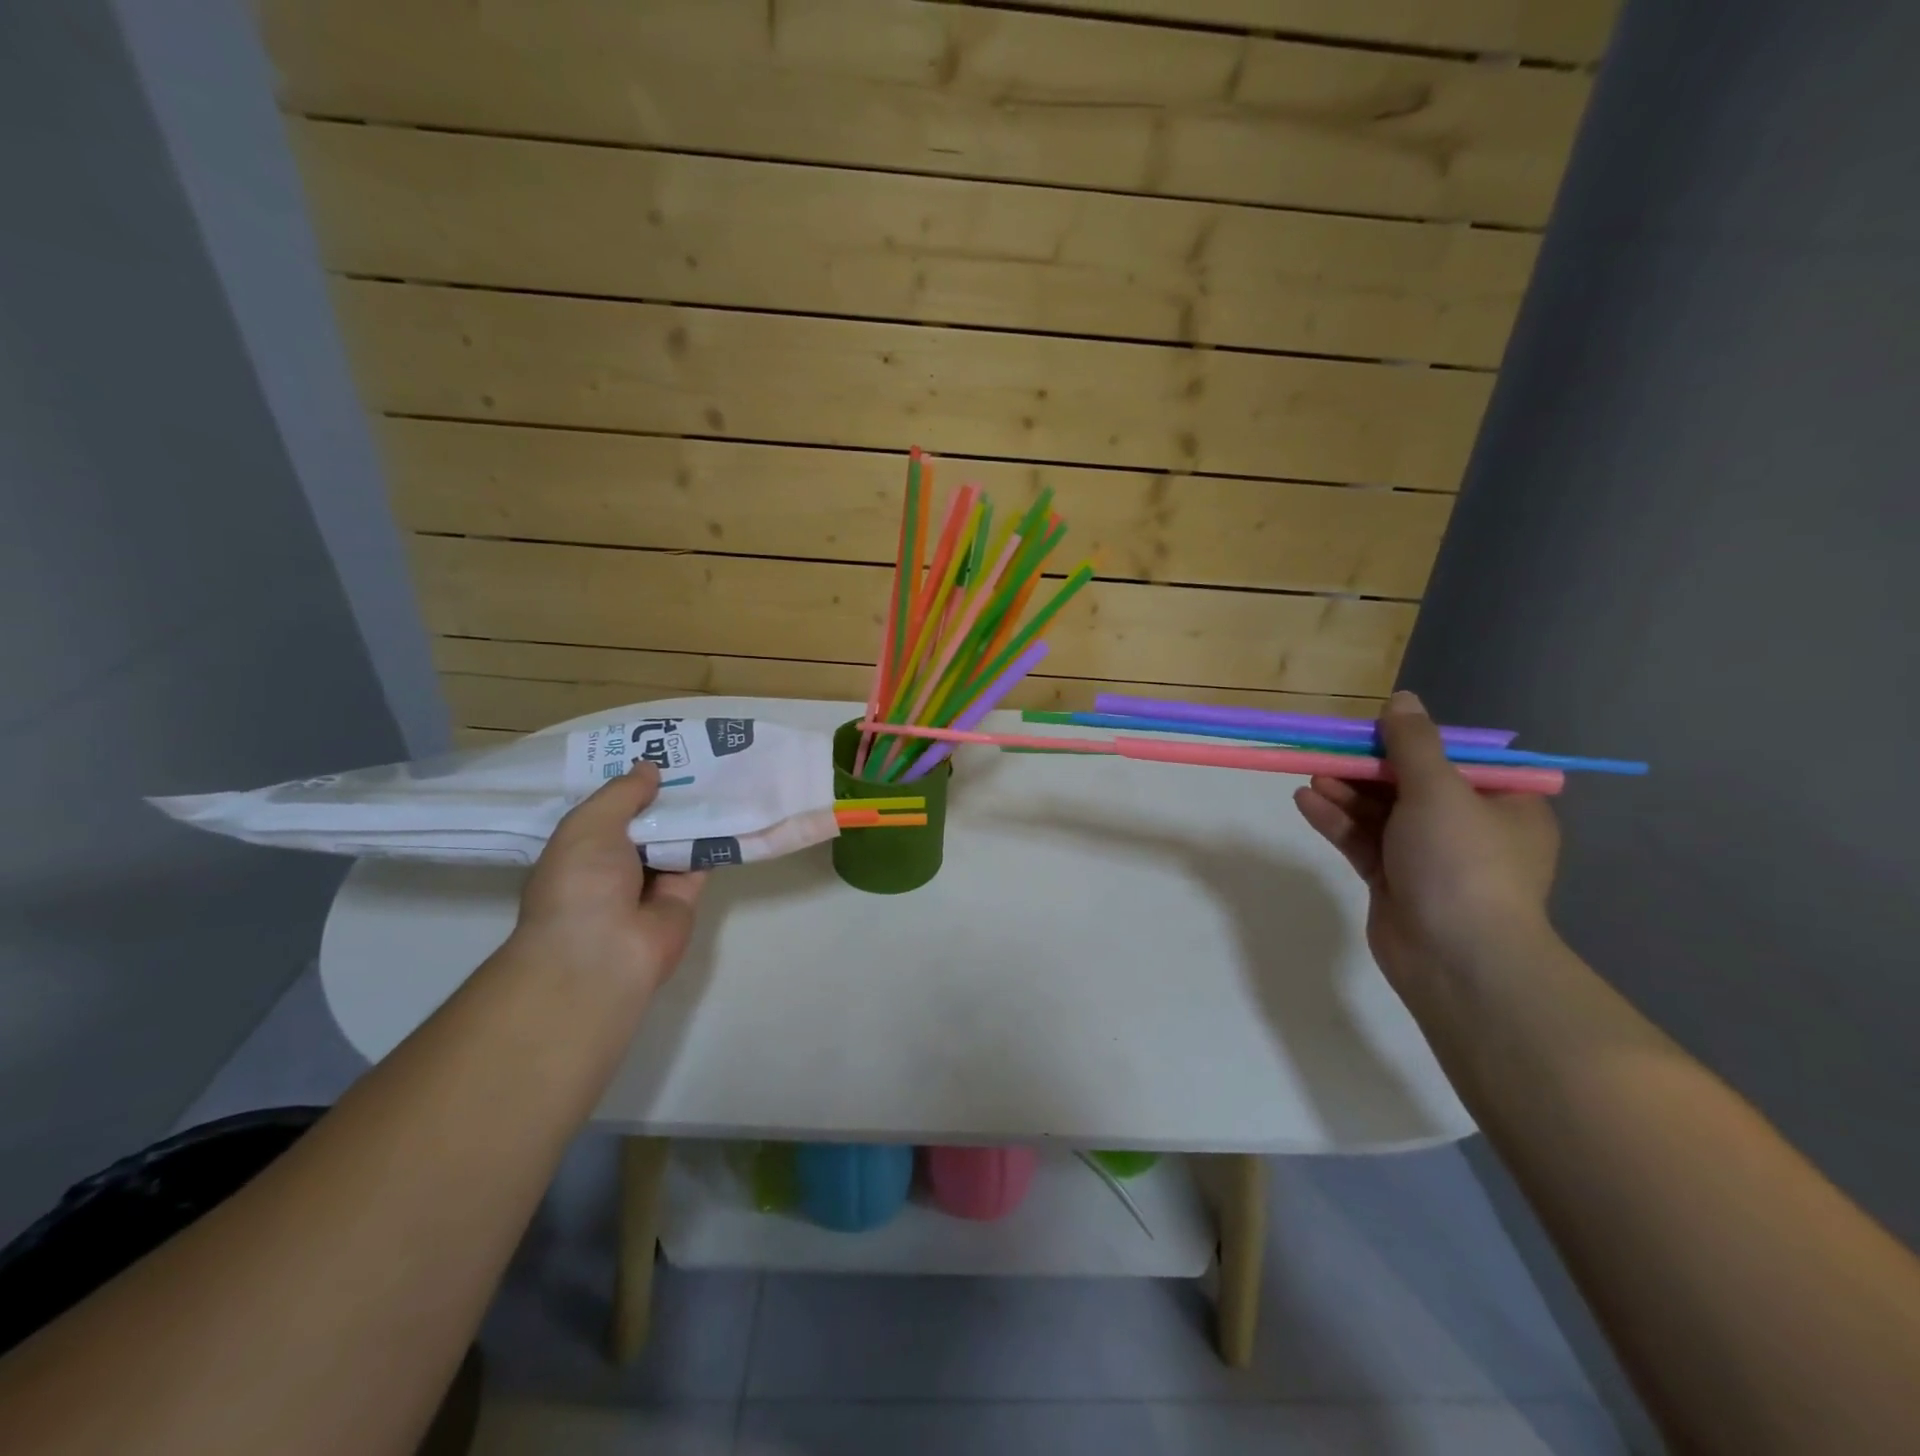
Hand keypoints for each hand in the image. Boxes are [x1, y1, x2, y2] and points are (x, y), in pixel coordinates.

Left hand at [509, 762, 705, 997]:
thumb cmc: (581, 884)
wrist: (603, 953)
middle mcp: (617, 864)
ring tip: (722, 770)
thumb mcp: (590, 824)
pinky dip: (716, 837)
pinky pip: (702, 859)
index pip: (610, 808)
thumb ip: (623, 793)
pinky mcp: (685, 895)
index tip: (657, 749)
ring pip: (677, 837)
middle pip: (648, 820)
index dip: (631, 782)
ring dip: (695, 811)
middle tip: (698, 754)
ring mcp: (652, 881)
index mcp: (583, 847)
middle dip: (667, 792)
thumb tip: (650, 768)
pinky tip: (734, 805)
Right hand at [1294, 691, 1559, 989]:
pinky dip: (1337, 821)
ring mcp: (1429, 858)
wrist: (1455, 958)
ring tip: (1311, 775)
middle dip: (1367, 768)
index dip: (1411, 742)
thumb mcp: (1439, 789)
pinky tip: (1306, 802)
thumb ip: (1413, 743)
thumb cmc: (1461, 862)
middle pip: (1410, 784)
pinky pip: (1363, 841)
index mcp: (1503, 804)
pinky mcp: (1394, 882)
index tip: (1372, 730)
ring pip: (1381, 813)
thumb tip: (1402, 699)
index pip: (1455, 760)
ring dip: (1347, 793)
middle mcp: (1468, 829)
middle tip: (1328, 751)